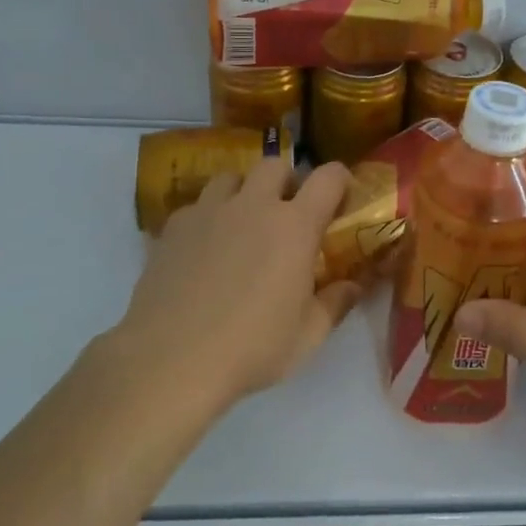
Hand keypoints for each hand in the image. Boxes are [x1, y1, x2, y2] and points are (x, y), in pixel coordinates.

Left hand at [115, 157, 360, 406]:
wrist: (170, 360)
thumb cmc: (251, 348)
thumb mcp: (308, 335)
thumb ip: (336, 303)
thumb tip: (354, 286)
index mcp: (295, 225)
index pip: (329, 177)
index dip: (340, 181)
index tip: (340, 200)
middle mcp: (254, 205)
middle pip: (275, 165)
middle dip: (286, 182)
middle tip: (286, 214)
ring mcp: (209, 211)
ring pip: (231, 177)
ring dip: (243, 192)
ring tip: (241, 225)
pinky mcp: (173, 227)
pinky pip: (196, 206)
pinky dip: (207, 218)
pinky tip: (203, 250)